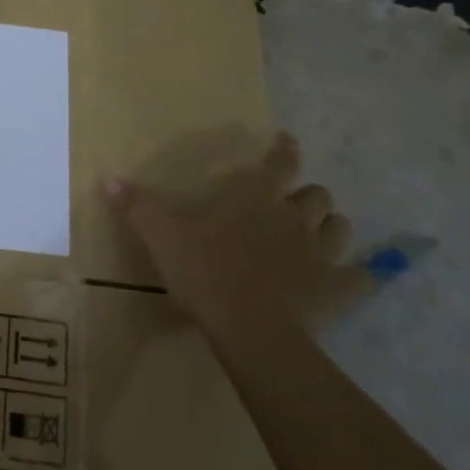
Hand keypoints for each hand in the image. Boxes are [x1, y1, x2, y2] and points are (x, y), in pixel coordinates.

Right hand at [105, 132, 368, 343]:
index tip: (287, 141)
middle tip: (290, 204)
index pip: (280, 161)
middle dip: (306, 195)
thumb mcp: (161, 236)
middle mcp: (294, 216)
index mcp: (255, 196)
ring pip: (339, 227)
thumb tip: (108, 177)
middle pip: (315, 195)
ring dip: (330, 227)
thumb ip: (137, 206)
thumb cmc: (204, 272)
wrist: (250, 329)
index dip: (284, 149)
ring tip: (317, 235)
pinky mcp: (337, 288)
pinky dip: (358, 275)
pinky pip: (361, 276)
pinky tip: (352, 279)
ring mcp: (320, 252)